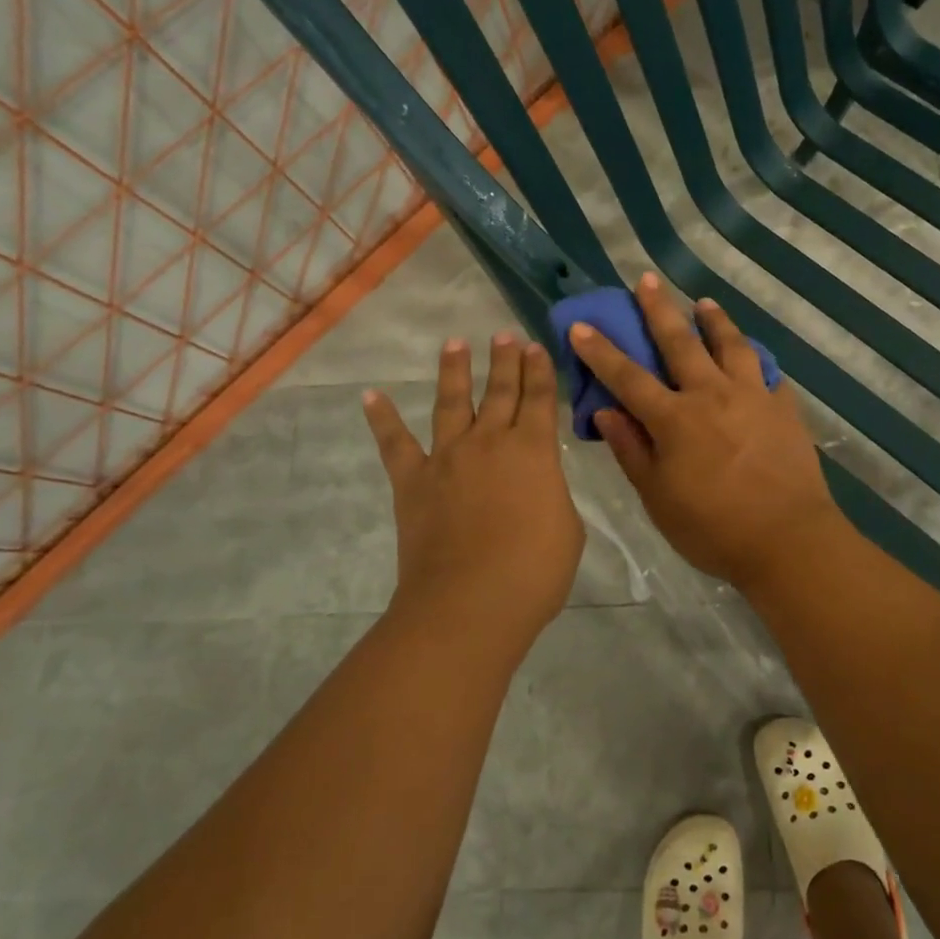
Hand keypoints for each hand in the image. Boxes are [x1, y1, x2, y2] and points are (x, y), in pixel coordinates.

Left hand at [364, 333, 582, 661]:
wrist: (470, 603)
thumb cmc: (533, 572)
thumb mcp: (568, 529)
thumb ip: (551, 496)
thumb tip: (536, 486)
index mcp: (534, 451)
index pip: (540, 398)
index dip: (539, 370)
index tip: (534, 346)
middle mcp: (490, 442)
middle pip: (500, 391)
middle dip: (504, 361)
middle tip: (504, 335)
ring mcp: (447, 458)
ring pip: (452, 403)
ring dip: (454, 371)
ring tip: (455, 343)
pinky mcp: (413, 480)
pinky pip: (395, 442)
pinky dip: (382, 418)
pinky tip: (371, 395)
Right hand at [568, 274, 842, 586]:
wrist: (787, 540)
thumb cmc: (713, 528)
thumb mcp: (658, 498)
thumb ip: (631, 450)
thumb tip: (605, 411)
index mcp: (674, 419)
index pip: (627, 377)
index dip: (601, 350)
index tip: (582, 324)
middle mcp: (711, 395)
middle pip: (680, 342)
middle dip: (660, 309)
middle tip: (648, 279)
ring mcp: (753, 397)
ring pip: (731, 345)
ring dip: (715, 321)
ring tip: (705, 303)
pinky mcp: (784, 408)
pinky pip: (769, 374)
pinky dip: (758, 362)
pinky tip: (756, 359)